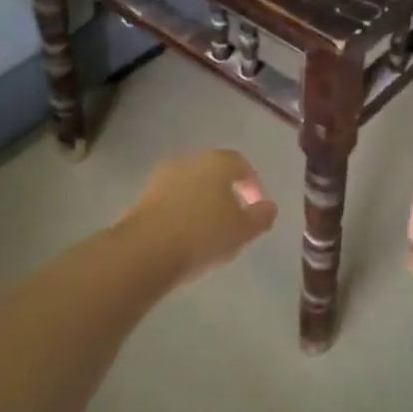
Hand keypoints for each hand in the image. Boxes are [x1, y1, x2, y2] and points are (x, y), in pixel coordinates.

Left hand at [120, 150, 278, 284]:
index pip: (240, 163)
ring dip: (202, 201)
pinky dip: (183, 210)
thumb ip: (261, 216)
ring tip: (210, 228)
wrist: (145, 250)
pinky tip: (186, 233)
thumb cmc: (203, 235)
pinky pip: (172, 198)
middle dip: (226, 191)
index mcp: (217, 162)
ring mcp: (163, 176)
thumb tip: (269, 206)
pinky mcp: (143, 196)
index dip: (252, 184)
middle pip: (214, 171)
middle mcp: (189, 161)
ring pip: (191, 184)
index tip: (256, 206)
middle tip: (235, 217)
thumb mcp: (243, 231)